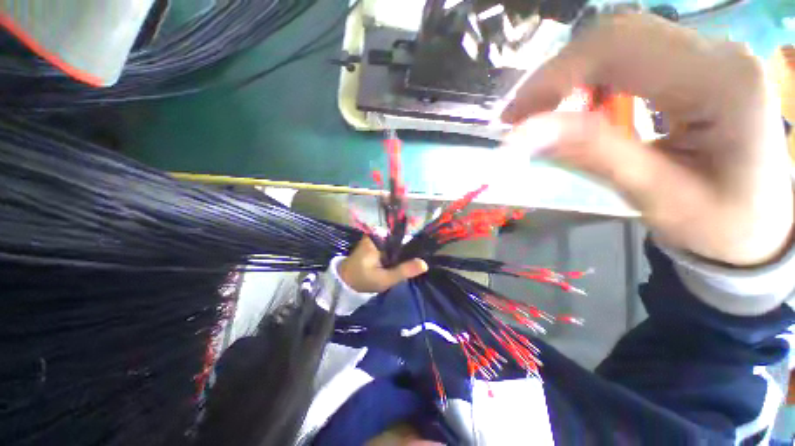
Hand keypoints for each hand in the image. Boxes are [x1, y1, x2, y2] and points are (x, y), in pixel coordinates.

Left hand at [338, 237, 427, 293]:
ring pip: (397, 242)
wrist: (345, 282)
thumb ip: (403, 271)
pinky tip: (404, 259)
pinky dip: (398, 252)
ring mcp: (377, 237)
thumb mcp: (384, 279)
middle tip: (419, 260)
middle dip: (410, 248)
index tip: (426, 250)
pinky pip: (392, 245)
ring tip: (414, 260)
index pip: (403, 234)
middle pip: (401, 237)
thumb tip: (424, 264)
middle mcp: (378, 234)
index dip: (415, 242)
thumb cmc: (363, 280)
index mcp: (378, 238)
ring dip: (404, 251)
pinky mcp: (376, 243)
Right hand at [501, 14, 793, 266]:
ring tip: (544, 113)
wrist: (757, 224)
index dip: (553, 78)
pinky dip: (591, 78)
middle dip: (557, 74)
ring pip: (620, 40)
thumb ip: (591, 155)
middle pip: (617, 35)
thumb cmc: (717, 223)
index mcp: (721, 82)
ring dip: (571, 75)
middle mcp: (718, 51)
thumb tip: (524, 135)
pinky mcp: (697, 64)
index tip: (513, 118)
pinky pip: (631, 54)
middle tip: (520, 116)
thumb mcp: (654, 196)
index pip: (619, 49)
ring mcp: (708, 52)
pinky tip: (581, 105)